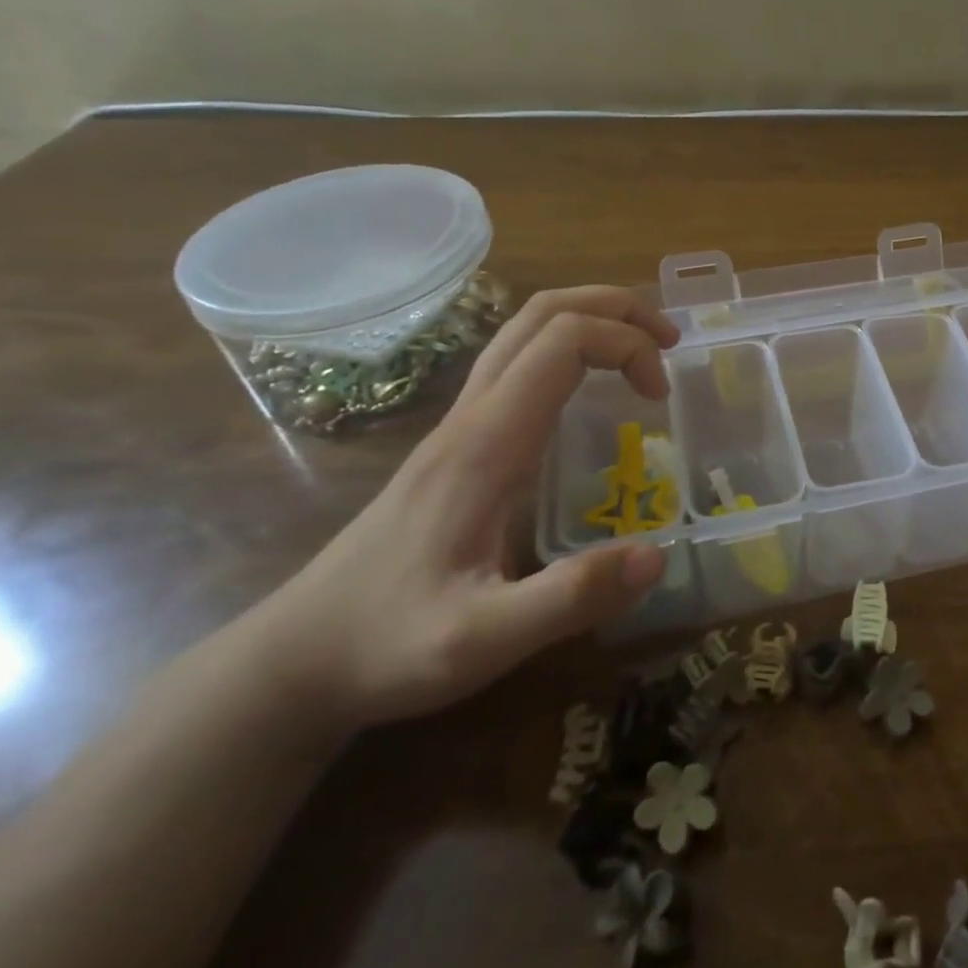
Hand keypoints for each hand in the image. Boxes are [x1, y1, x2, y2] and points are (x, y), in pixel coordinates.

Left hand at [250, 287, 680, 733]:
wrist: (297, 658)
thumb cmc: (388, 644)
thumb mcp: (481, 640)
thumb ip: (569, 599)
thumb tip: (658, 556)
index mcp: (485, 442)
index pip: (563, 342)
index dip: (626, 345)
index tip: (660, 395)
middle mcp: (472, 416)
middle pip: (542, 313)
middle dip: (615, 309)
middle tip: (669, 342)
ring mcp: (459, 425)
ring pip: (525, 330)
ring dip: (591, 321)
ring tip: (643, 351)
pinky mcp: (457, 443)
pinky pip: (517, 363)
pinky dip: (569, 349)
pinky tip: (592, 390)